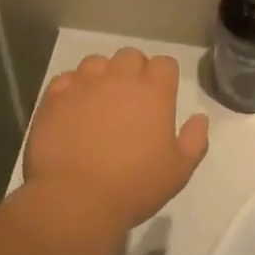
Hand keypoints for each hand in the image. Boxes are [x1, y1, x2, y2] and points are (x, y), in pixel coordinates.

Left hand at [25, 49, 210, 236]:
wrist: (75, 199)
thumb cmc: (134, 186)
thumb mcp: (178, 171)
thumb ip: (194, 140)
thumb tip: (200, 118)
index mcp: (153, 91)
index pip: (164, 63)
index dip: (164, 78)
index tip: (161, 98)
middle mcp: (119, 77)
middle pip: (130, 56)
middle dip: (133, 71)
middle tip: (131, 101)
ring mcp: (84, 83)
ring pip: (96, 62)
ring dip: (101, 76)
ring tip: (99, 102)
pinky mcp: (54, 96)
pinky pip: (66, 79)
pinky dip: (71, 89)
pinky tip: (72, 110)